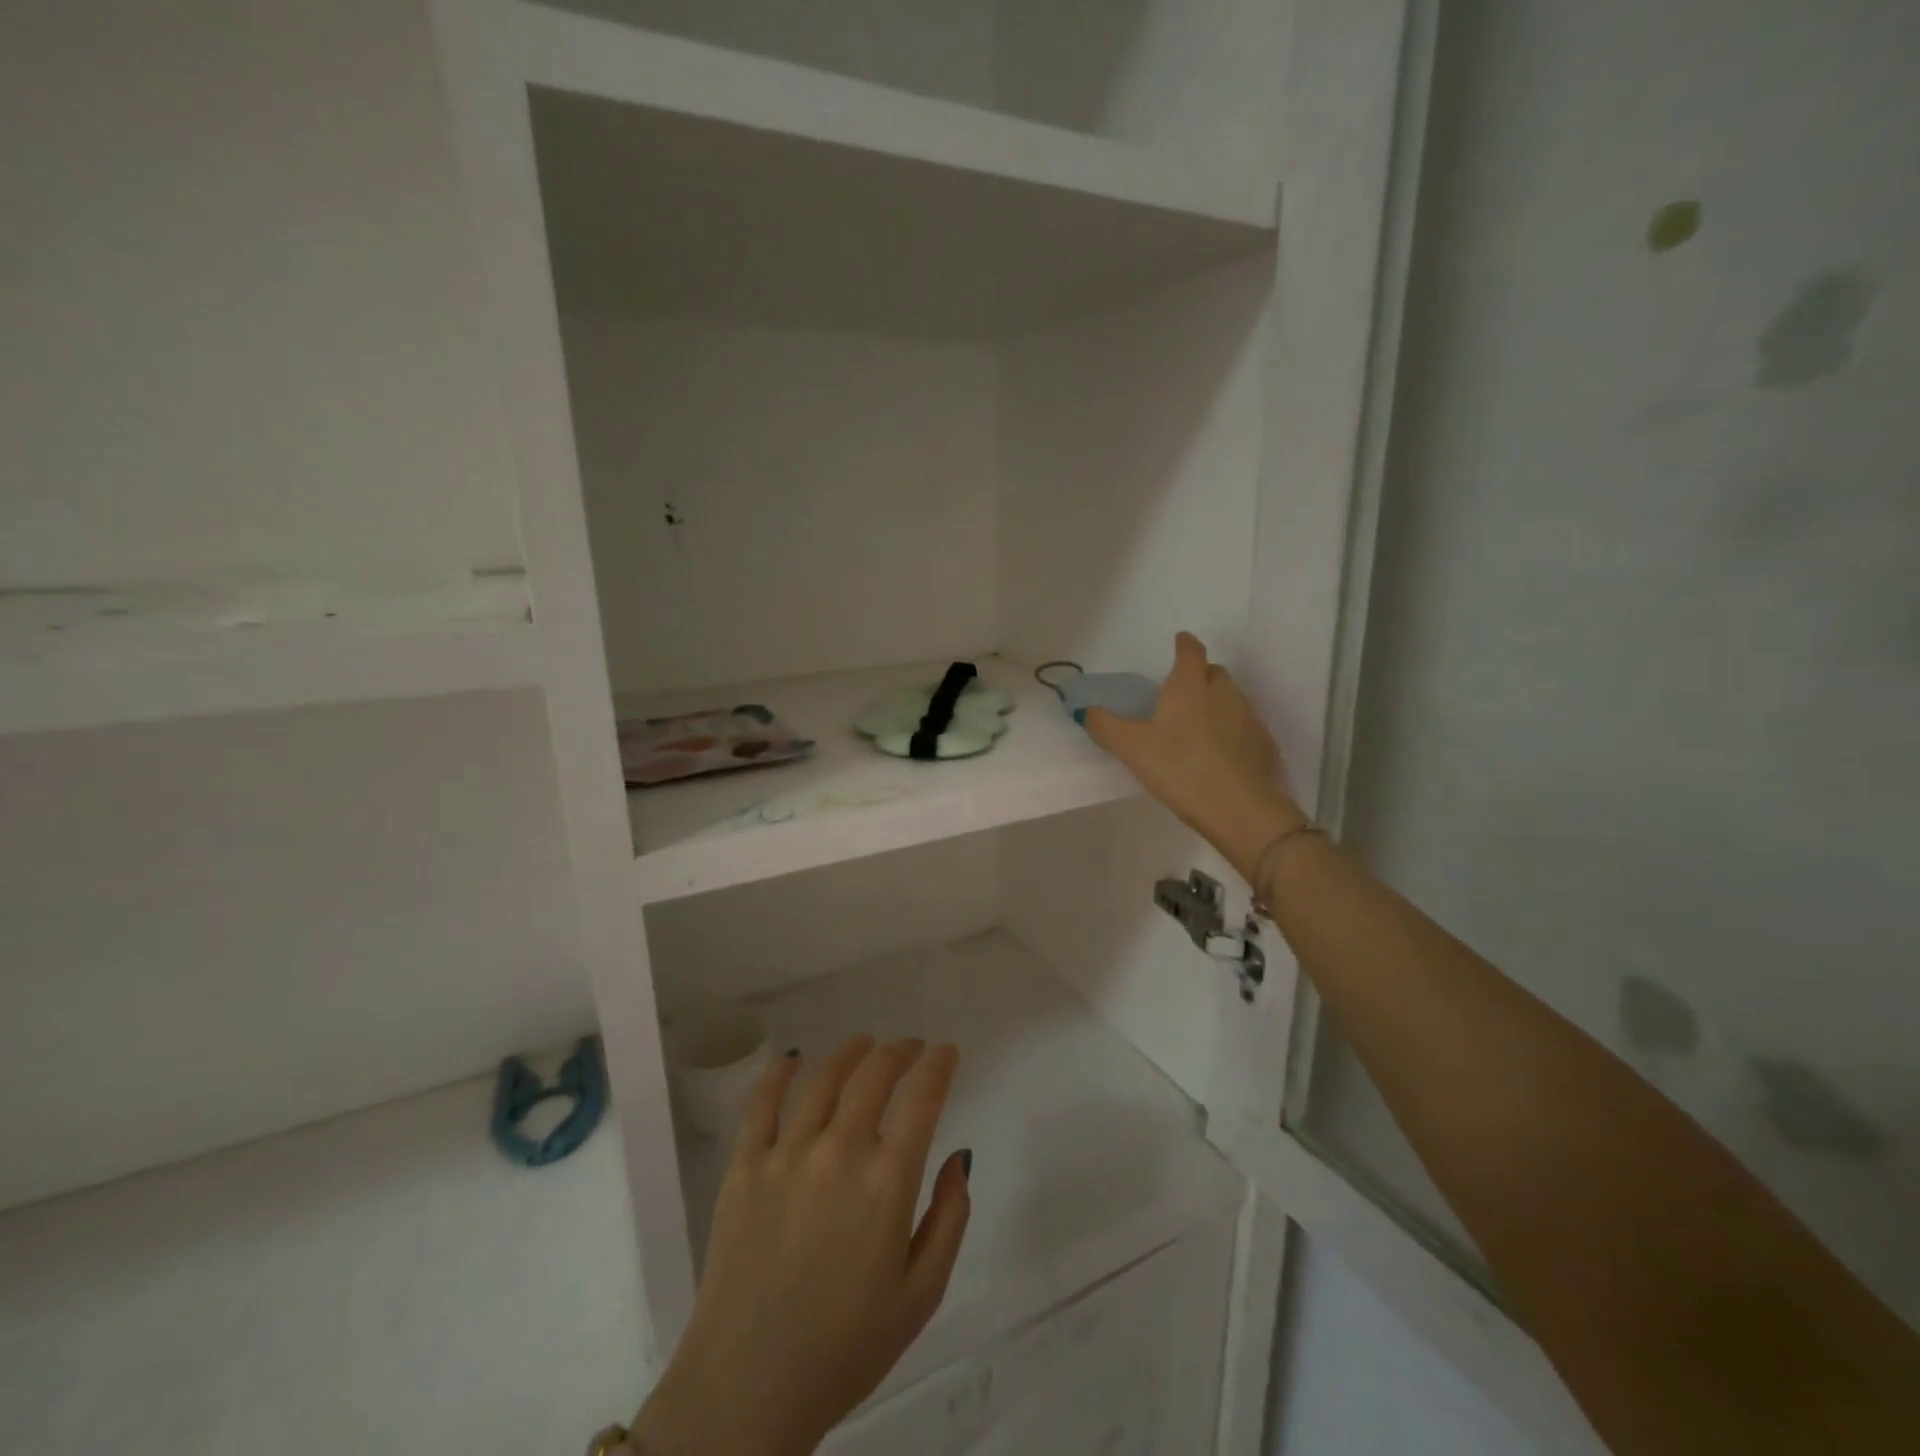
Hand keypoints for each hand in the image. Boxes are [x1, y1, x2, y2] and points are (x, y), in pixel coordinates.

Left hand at [631, 1036, 970, 1455]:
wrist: (747, 1391)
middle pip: (873, 1075)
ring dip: (850, 1053)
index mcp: (886, 1183)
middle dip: (899, 1052)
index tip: (946, 1052)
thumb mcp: (921, 1296)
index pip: (922, 1100)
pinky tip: (792, 1059)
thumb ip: (949, 1219)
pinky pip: (762, 1104)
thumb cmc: (845, 1349)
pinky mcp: (744, 1167)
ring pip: (823, 1078)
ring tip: (864, 1044)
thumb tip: (959, 1157)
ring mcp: (786, 1155)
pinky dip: (779, 1073)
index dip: (938, 1066)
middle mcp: (838, 1152)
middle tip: (910, 1048)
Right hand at [1085, 632, 1304, 878]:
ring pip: (1232, 700)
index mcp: (1189, 686)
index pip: (1190, 652)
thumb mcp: (1131, 748)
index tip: (1180, 641)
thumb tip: (1086, 711)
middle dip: (1200, 675)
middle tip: (1182, 693)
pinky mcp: (1264, 745)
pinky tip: (1220, 755)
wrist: (1238, 807)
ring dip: (1217, 705)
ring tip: (1198, 728)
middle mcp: (1223, 693)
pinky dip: (1233, 732)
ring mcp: (1249, 718)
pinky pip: (1246, 728)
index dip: (1184, 645)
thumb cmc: (1179, 767)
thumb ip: (1105, 726)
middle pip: (1214, 673)